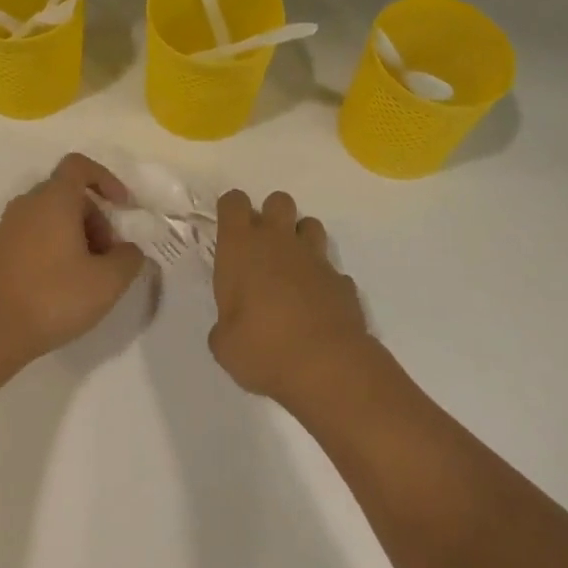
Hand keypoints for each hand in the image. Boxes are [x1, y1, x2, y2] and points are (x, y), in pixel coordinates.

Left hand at [0, 153, 145, 368]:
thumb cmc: (53, 297)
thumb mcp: (107, 282)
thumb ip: (129, 258)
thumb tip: (128, 250)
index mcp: (54, 198)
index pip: (79, 166)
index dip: (107, 179)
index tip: (123, 207)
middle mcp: (28, 203)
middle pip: (69, 195)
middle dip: (97, 219)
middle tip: (109, 257)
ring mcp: (9, 227)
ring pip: (53, 216)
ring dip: (78, 236)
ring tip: (89, 276)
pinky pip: (36, 234)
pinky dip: (56, 248)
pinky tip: (64, 285)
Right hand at [209, 190, 372, 411]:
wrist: (327, 366)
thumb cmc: (262, 348)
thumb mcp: (225, 344)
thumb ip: (225, 327)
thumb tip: (230, 330)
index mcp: (241, 248)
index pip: (234, 202)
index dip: (231, 210)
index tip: (230, 232)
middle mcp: (278, 242)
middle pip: (278, 200)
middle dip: (271, 216)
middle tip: (262, 249)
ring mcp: (315, 259)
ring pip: (310, 224)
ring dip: (300, 239)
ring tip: (291, 270)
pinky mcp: (342, 281)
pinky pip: (331, 269)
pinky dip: (323, 280)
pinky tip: (316, 304)